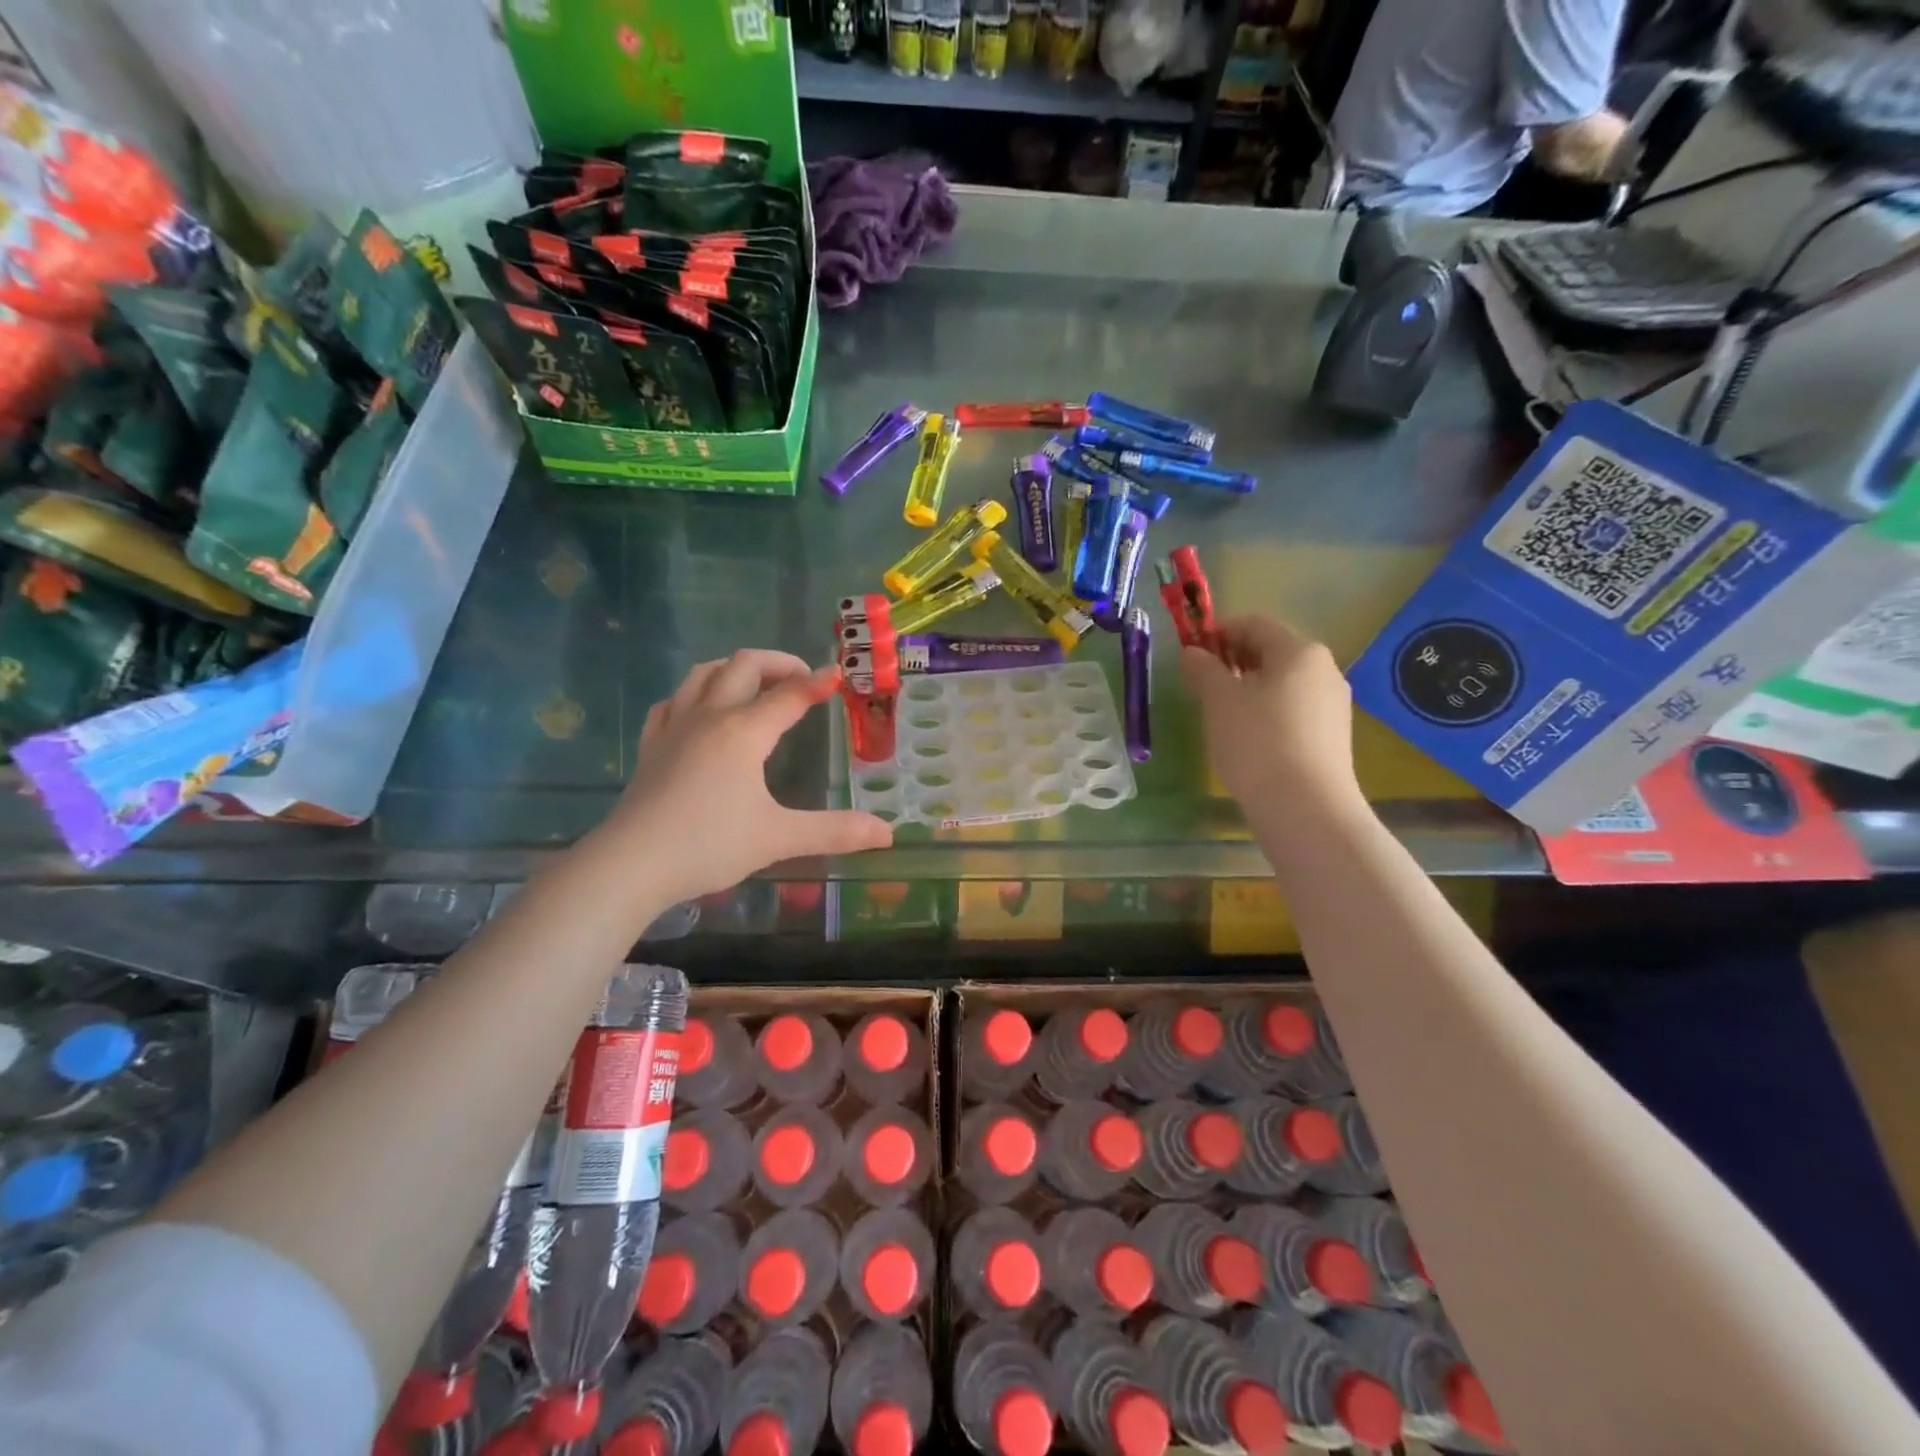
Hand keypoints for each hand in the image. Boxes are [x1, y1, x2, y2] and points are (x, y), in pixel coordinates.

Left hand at [600, 650, 892, 904]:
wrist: (631, 864)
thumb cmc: (709, 845)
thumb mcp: (779, 838)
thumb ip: (835, 831)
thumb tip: (887, 834)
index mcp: (744, 731)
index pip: (789, 695)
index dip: (818, 682)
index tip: (839, 676)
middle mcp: (710, 716)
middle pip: (744, 666)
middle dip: (778, 663)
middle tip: (803, 679)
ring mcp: (674, 727)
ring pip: (703, 674)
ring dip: (735, 668)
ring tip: (756, 684)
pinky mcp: (651, 746)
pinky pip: (672, 701)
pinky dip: (695, 693)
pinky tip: (700, 709)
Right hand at [1180, 615, 1362, 813]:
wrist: (1305, 807)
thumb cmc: (1257, 741)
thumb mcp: (1218, 700)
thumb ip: (1203, 669)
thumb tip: (1192, 652)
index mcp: (1299, 650)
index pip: (1254, 624)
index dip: (1219, 633)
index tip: (1192, 654)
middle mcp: (1324, 670)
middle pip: (1272, 652)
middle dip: (1234, 661)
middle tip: (1203, 684)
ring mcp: (1333, 704)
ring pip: (1284, 683)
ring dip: (1250, 688)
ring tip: (1221, 714)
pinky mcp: (1333, 736)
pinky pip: (1294, 710)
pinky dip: (1268, 712)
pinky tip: (1248, 738)